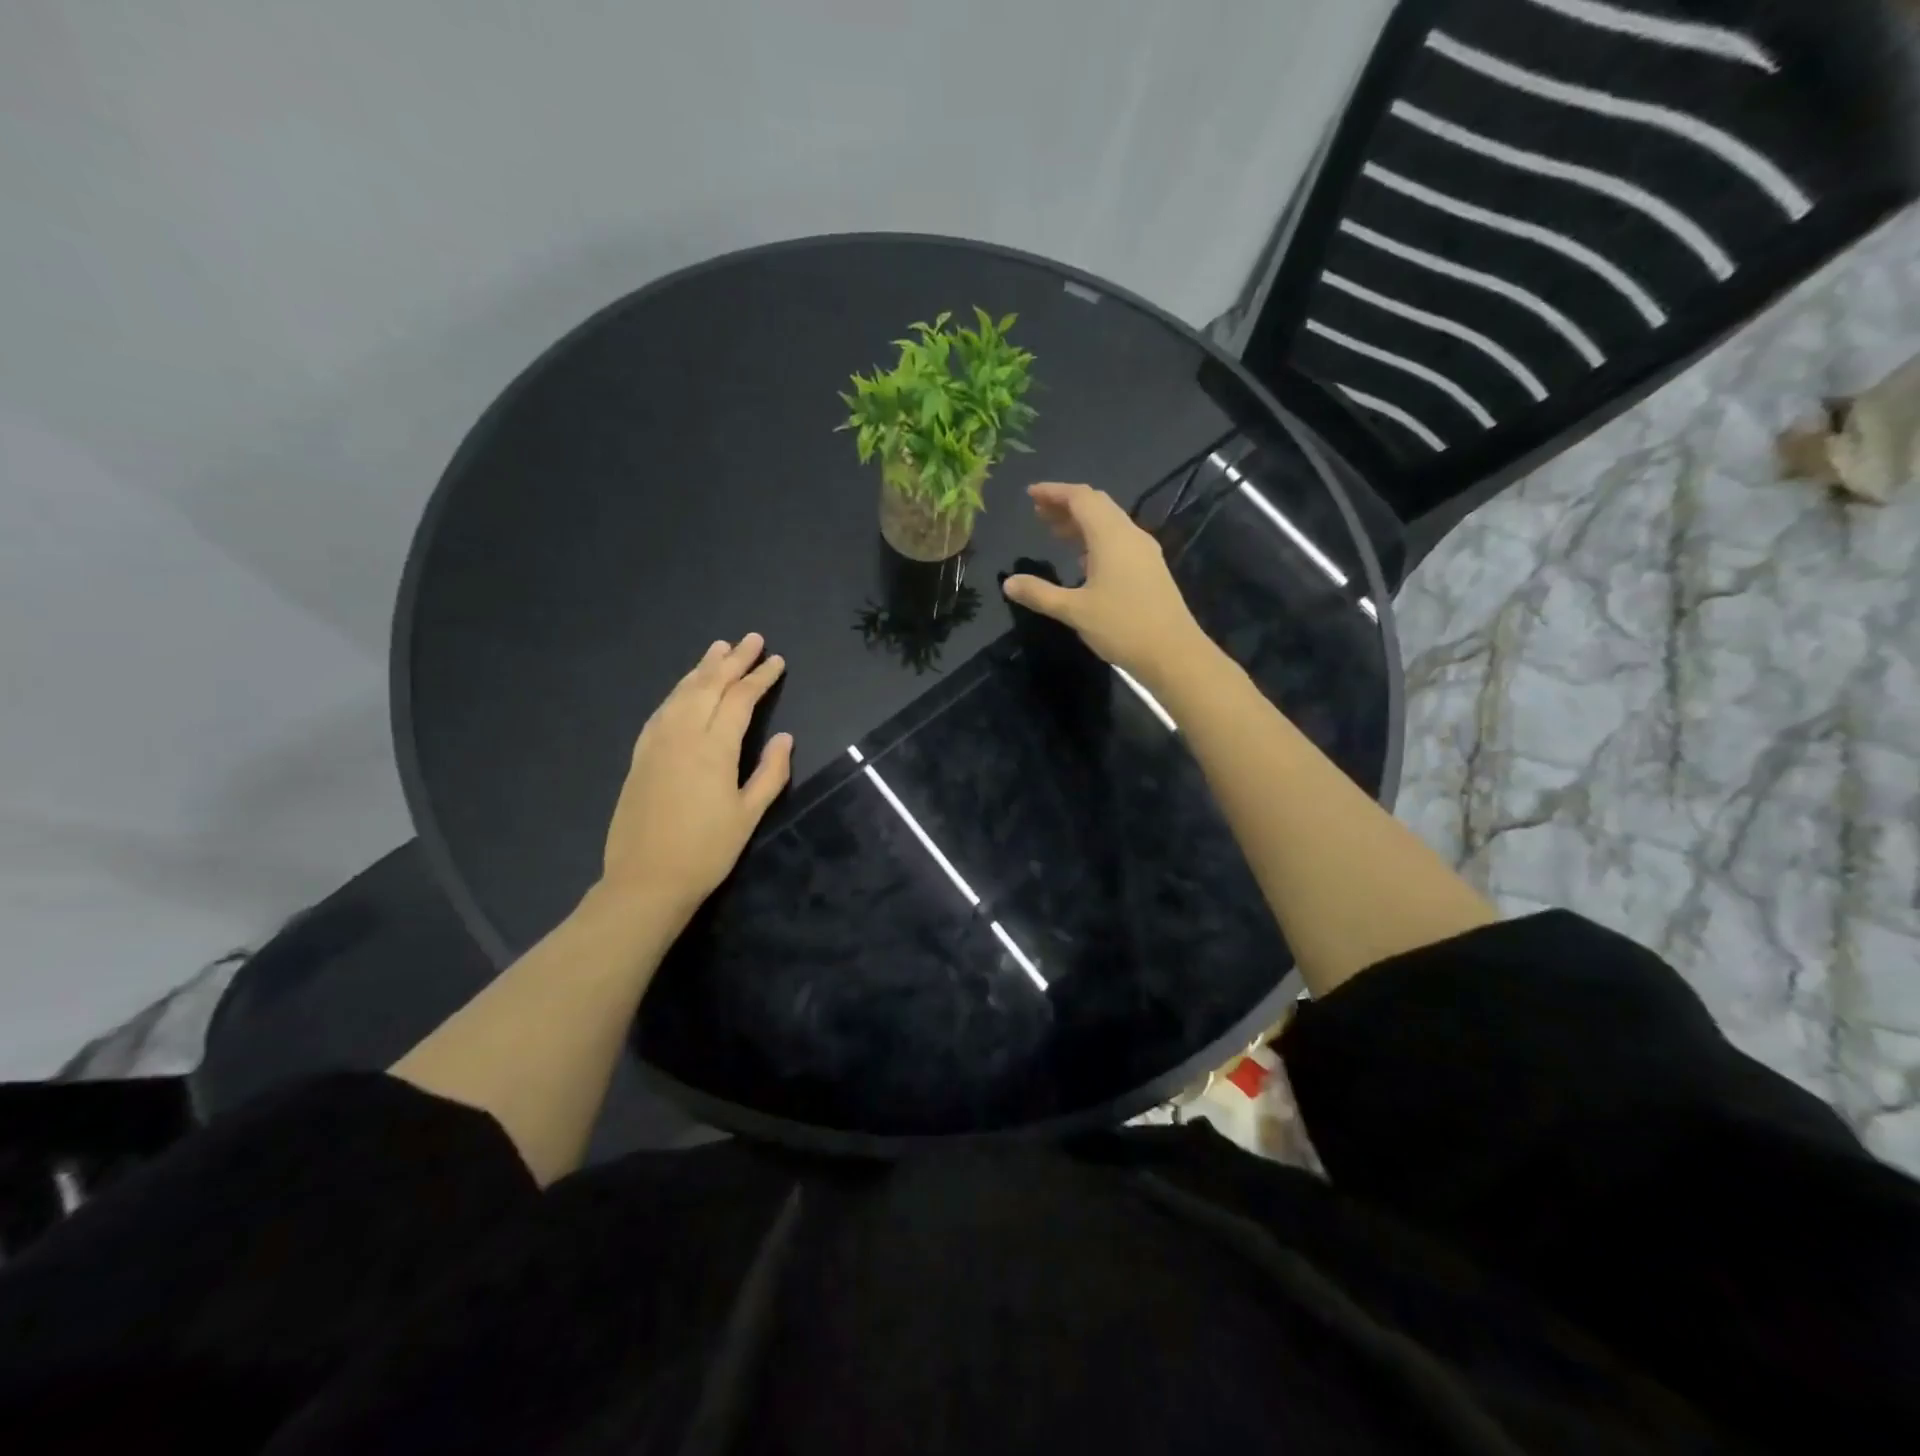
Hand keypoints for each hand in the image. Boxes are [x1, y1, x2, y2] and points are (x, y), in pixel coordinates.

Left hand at [598, 634, 792, 918]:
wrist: (645, 880)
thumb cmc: (706, 851)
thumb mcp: (748, 815)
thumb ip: (770, 773)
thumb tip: (785, 738)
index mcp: (713, 748)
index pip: (740, 700)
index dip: (760, 678)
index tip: (776, 661)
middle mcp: (682, 735)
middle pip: (709, 686)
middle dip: (733, 661)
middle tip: (751, 639)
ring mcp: (656, 743)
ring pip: (682, 693)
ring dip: (702, 668)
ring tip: (719, 648)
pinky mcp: (640, 755)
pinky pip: (662, 710)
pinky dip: (678, 691)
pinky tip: (685, 688)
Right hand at [1000, 482, 1205, 680]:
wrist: (1173, 653)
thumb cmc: (1122, 626)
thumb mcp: (1074, 610)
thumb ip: (1040, 594)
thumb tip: (1008, 583)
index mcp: (1111, 536)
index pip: (1081, 498)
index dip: (1054, 492)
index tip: (1031, 494)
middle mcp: (1130, 535)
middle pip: (1097, 505)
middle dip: (1066, 505)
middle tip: (1038, 512)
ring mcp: (1143, 552)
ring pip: (1109, 523)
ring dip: (1081, 523)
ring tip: (1054, 532)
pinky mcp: (1150, 568)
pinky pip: (1118, 541)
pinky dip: (1095, 539)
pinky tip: (1082, 559)